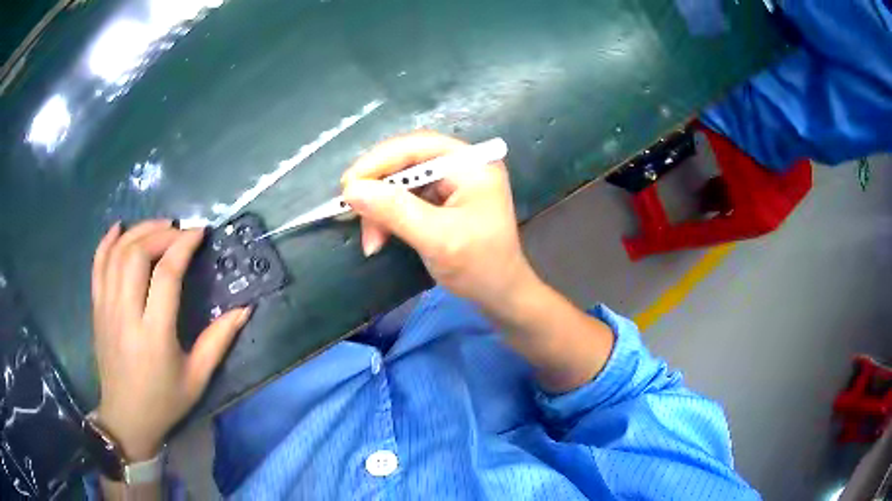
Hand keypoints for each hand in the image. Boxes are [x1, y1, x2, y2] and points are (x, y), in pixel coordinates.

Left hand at [91, 220, 249, 460]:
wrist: (126, 417)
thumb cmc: (164, 401)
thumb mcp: (197, 378)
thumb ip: (219, 341)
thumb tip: (245, 309)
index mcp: (154, 335)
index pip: (166, 275)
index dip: (183, 246)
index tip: (199, 233)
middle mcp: (126, 315)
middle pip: (137, 255)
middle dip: (161, 233)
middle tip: (180, 232)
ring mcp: (107, 309)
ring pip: (117, 254)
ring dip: (139, 231)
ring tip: (159, 227)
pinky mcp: (96, 308)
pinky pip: (98, 265)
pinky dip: (107, 241)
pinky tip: (120, 228)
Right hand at [341, 131, 538, 316]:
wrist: (502, 297)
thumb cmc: (479, 267)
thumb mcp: (436, 239)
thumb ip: (394, 211)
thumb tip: (351, 190)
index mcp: (472, 164)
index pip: (417, 146)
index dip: (378, 161)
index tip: (348, 185)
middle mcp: (462, 166)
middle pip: (407, 162)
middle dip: (378, 189)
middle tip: (351, 211)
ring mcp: (453, 183)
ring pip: (402, 182)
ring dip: (380, 209)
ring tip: (370, 240)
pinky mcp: (444, 201)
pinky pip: (407, 199)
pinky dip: (389, 217)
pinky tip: (379, 237)